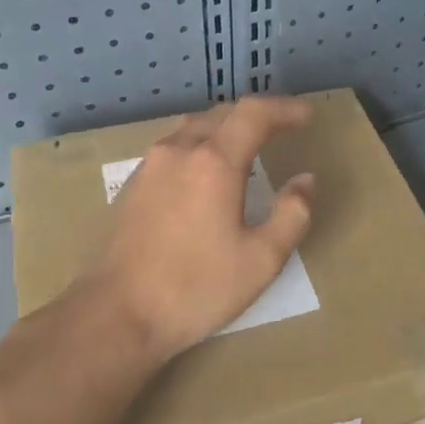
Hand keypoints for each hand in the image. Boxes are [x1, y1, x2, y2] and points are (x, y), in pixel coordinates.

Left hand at [85, 96, 315, 360]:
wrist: (118, 314)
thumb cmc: (196, 288)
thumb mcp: (262, 260)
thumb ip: (291, 214)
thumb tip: (304, 181)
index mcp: (214, 162)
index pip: (254, 114)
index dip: (284, 109)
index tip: (307, 115)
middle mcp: (179, 151)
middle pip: (222, 114)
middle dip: (257, 115)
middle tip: (284, 127)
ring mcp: (150, 166)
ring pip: (194, 127)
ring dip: (226, 127)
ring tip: (248, 144)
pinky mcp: (133, 185)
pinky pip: (174, 147)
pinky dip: (201, 145)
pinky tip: (207, 171)